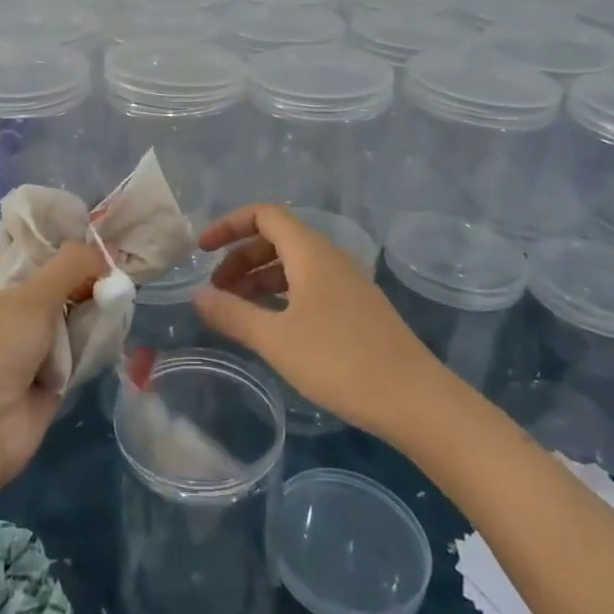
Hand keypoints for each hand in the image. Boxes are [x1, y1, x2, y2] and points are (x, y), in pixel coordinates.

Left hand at [0, 240, 107, 483]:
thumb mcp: (32, 297)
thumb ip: (69, 266)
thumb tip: (103, 256)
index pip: (32, 247)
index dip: (62, 237)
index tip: (96, 230)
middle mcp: (15, 307)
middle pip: (58, 278)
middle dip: (87, 272)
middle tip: (120, 260)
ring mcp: (35, 340)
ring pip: (73, 310)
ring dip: (95, 304)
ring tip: (125, 290)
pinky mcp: (55, 370)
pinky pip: (82, 343)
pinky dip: (98, 335)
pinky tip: (119, 322)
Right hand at [193, 203, 436, 438]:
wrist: (415, 399)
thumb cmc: (340, 361)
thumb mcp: (276, 339)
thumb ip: (232, 314)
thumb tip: (198, 296)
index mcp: (310, 251)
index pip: (263, 214)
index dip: (229, 225)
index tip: (202, 251)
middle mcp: (329, 257)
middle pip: (276, 237)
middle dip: (240, 257)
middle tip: (216, 290)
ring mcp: (346, 282)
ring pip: (292, 263)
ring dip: (259, 278)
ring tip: (236, 309)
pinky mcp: (356, 307)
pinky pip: (309, 284)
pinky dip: (281, 294)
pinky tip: (272, 325)